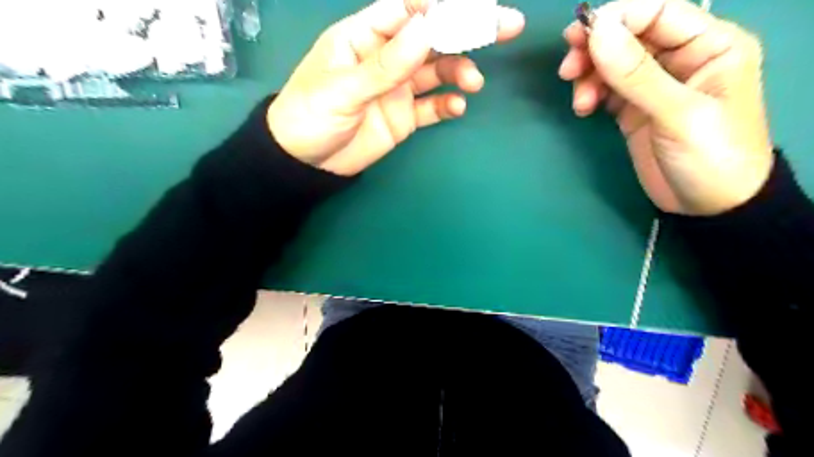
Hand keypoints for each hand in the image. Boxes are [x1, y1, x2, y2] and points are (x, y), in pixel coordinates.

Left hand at [268, 0, 519, 174]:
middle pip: (431, 37)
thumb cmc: (310, 116)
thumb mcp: (341, 89)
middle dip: (467, 30)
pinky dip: (447, 105)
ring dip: (459, 72)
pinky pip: (432, 106)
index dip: (442, 5)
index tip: (475, 6)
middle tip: (506, 26)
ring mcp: (397, 88)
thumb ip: (384, 65)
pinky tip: (457, 108)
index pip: (407, 10)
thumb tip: (426, 30)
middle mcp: (387, 57)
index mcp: (364, 37)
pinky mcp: (404, 116)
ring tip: (472, 83)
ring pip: (437, 71)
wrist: (306, 163)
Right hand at [561, 1, 773, 214]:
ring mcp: (654, 85)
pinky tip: (583, 108)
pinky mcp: (634, 108)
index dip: (617, 18)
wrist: (708, 206)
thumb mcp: (678, 114)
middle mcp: (680, 58)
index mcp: (709, 45)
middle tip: (567, 68)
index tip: (579, 38)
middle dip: (595, 48)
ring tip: (579, 101)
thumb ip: (637, 73)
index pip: (658, 12)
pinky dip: (590, 93)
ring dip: (588, 75)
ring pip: (612, 62)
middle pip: (629, 35)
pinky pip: (606, 88)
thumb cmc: (710, 156)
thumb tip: (598, 32)